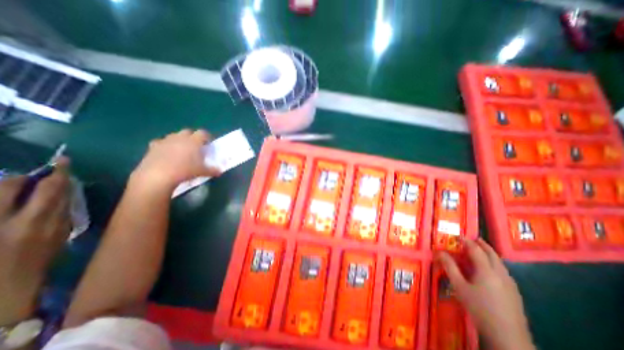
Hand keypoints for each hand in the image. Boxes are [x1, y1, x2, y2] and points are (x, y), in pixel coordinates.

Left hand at [0, 158, 70, 324]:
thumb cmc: (34, 266)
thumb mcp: (56, 241)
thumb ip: (59, 217)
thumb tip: (63, 197)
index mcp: (38, 224)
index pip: (51, 190)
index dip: (56, 173)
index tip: (62, 161)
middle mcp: (8, 221)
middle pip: (11, 187)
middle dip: (21, 177)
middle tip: (31, 176)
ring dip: (5, 187)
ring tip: (12, 187)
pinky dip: (1, 200)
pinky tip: (6, 200)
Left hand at [131, 130, 221, 192]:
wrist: (159, 175)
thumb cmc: (185, 170)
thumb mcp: (202, 171)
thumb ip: (212, 170)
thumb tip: (220, 171)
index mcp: (194, 141)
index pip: (203, 133)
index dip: (207, 137)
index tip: (208, 143)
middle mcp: (180, 137)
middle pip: (188, 131)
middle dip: (193, 137)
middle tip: (196, 147)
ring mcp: (166, 140)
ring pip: (174, 135)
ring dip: (179, 140)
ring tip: (182, 150)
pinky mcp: (153, 146)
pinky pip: (161, 142)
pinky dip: (165, 145)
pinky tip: (166, 153)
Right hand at [435, 237, 532, 349]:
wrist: (508, 337)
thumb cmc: (479, 308)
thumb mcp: (459, 287)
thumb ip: (450, 267)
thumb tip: (440, 252)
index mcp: (487, 270)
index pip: (476, 249)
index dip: (466, 241)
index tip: (458, 235)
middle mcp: (501, 273)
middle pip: (492, 253)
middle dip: (482, 244)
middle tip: (472, 238)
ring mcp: (510, 283)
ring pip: (500, 262)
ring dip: (489, 253)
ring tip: (480, 251)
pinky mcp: (514, 292)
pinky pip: (503, 270)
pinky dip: (495, 263)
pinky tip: (489, 269)